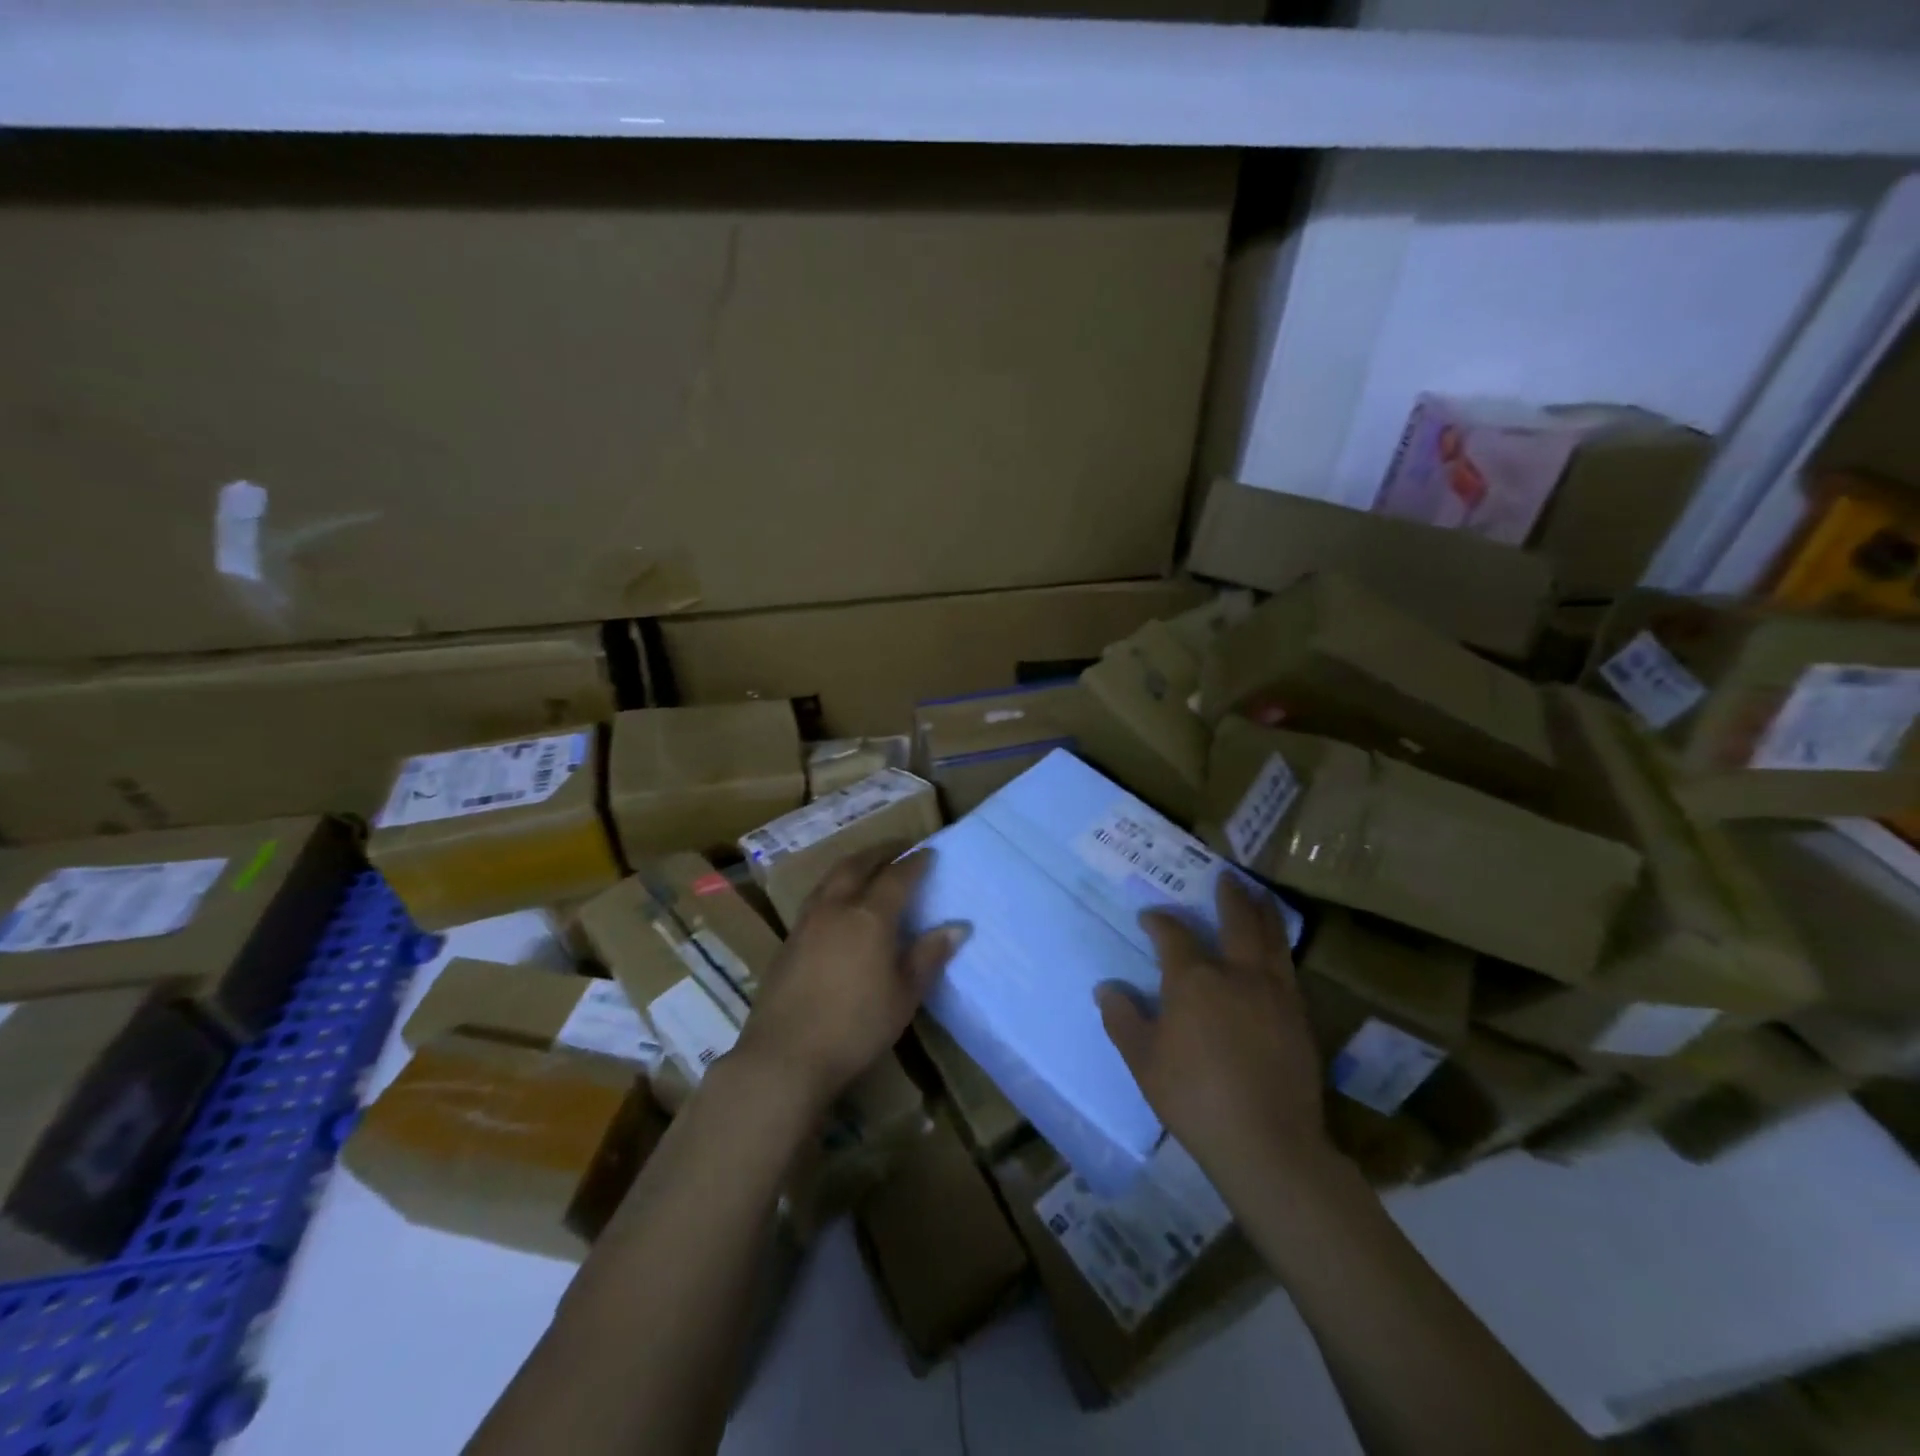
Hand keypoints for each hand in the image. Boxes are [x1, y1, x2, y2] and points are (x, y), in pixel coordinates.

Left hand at [734, 844, 966, 1113]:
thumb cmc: (856, 1026)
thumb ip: (928, 956)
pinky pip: (816, 898)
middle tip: (898, 847)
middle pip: (857, 865)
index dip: (914, 862)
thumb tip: (957, 927)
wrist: (785, 1055)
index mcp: (870, 916)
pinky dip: (833, 887)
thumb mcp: (904, 995)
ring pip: (830, 878)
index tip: (928, 852)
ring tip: (867, 865)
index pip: (897, 876)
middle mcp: (836, 908)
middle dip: (880, 852)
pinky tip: (837, 904)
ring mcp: (807, 922)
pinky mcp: (788, 941)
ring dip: (852, 864)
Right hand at [1098, 875, 1334, 1195]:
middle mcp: (1237, 974)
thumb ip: (1123, 1019)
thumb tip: (1106, 989)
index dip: (1159, 921)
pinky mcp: (1300, 1017)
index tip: (1150, 918)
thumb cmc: (1194, 1097)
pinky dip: (1280, 947)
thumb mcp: (1143, 1060)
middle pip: (1236, 921)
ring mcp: (1275, 993)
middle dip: (1230, 896)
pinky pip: (1288, 968)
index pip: (1174, 935)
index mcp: (1194, 980)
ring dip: (1263, 912)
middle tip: (1228, 876)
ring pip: (1271, 938)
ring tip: (1259, 895)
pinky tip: (1277, 951)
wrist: (1267, 1143)